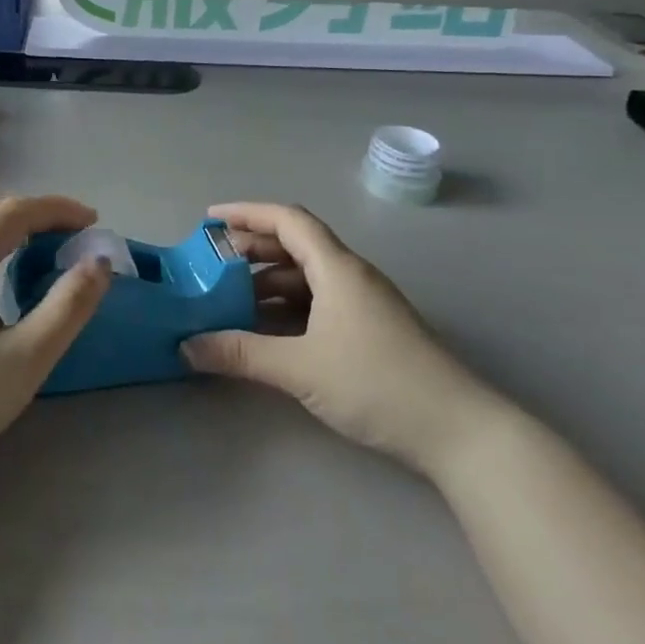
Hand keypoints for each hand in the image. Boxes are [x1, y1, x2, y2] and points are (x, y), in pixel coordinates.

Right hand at [184, 203, 503, 479]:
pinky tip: (266, 330)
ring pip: (307, 276)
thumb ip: (241, 354)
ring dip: (268, 281)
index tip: (210, 219)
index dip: (247, 213)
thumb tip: (186, 346)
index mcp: (337, 268)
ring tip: (230, 298)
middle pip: (296, 245)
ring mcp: (363, 303)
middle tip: (212, 263)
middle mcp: (351, 275)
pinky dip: (287, 306)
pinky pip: (319, 302)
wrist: (458, 430)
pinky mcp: (370, 330)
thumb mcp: (300, 367)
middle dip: (252, 249)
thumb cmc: (377, 383)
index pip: (288, 220)